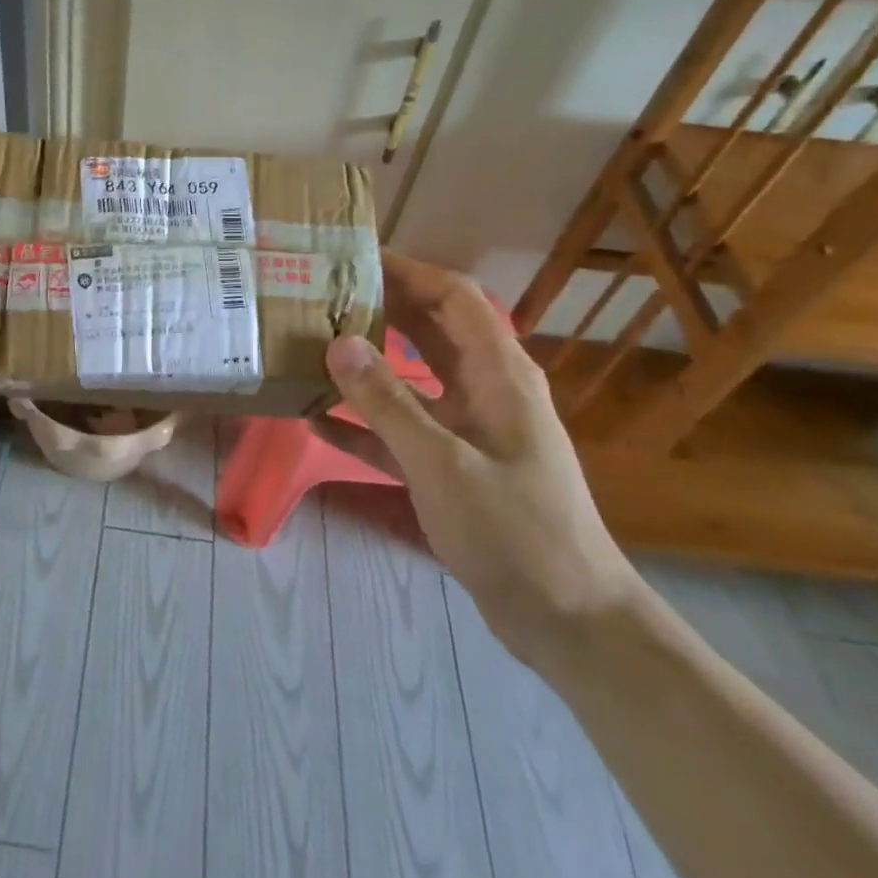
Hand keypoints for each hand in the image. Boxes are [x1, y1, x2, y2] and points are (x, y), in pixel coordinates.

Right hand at [316, 254, 641, 666]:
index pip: (453, 297)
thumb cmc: (515, 532)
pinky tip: (316, 417)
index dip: (408, 270)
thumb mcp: (443, 464)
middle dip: (379, 306)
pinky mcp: (452, 466)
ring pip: (410, 378)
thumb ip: (388, 402)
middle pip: (429, 329)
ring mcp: (468, 429)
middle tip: (317, 293)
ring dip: (366, 361)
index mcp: (499, 374)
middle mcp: (485, 390)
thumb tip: (338, 342)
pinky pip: (400, 429)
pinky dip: (363, 420)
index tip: (353, 256)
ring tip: (309, 343)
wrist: (569, 621)